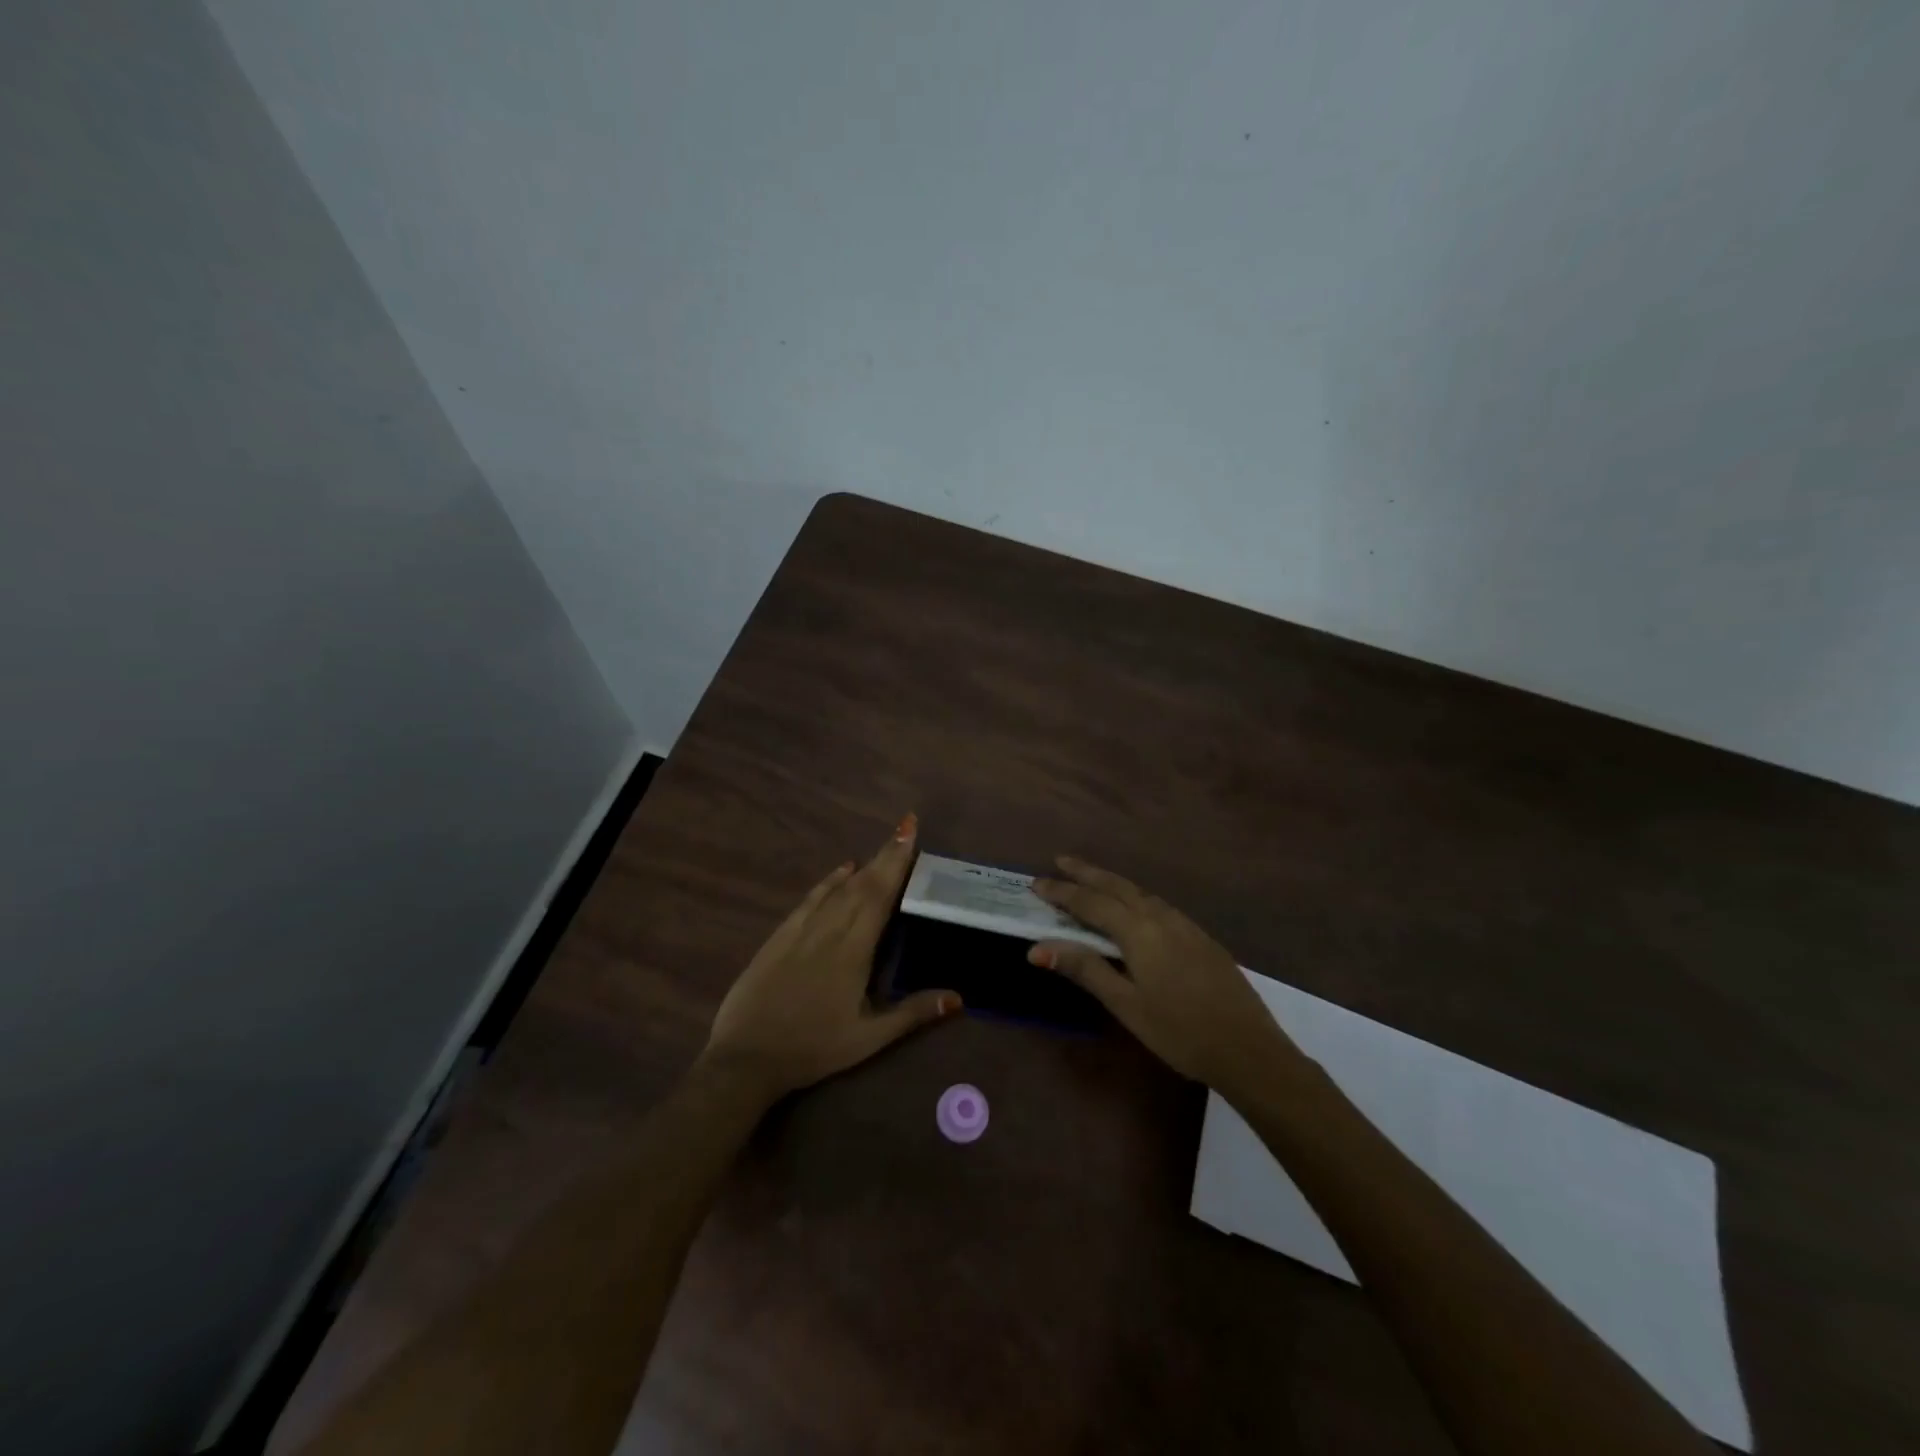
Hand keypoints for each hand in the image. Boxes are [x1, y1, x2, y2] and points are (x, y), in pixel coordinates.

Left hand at [703, 814, 960, 1098]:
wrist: (746, 1058)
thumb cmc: (813, 1049)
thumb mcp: (868, 1039)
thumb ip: (913, 1013)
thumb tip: (959, 996)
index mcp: (853, 950)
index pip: (880, 895)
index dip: (897, 863)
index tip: (909, 832)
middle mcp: (829, 930)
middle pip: (862, 884)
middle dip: (886, 855)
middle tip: (905, 828)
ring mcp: (801, 930)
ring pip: (838, 888)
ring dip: (863, 865)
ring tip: (884, 847)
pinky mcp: (780, 936)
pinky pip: (810, 899)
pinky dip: (828, 881)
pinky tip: (841, 869)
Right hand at [1028, 856, 1303, 1099]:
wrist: (1249, 1050)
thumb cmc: (1179, 1032)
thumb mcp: (1126, 1004)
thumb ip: (1085, 969)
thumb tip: (1037, 948)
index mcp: (1139, 931)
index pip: (1091, 902)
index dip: (1062, 892)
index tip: (1035, 883)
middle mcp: (1161, 918)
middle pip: (1117, 886)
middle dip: (1087, 872)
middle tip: (1060, 860)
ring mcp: (1185, 926)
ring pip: (1140, 892)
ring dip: (1112, 882)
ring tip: (1091, 879)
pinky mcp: (1201, 938)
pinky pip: (1158, 904)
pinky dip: (1135, 896)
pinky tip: (1135, 907)